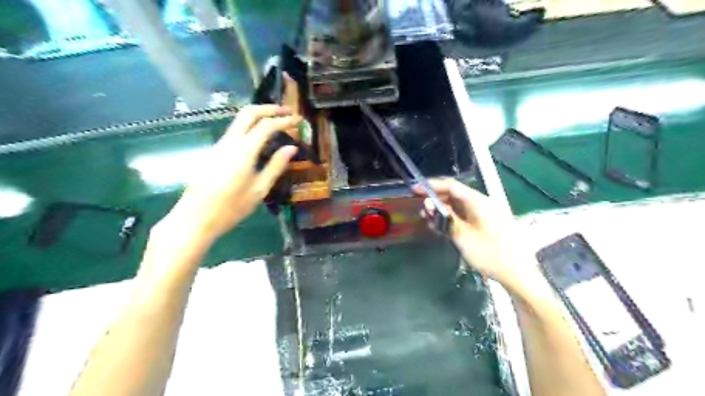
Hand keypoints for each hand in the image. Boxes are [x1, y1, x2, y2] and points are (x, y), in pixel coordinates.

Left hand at [163, 105, 302, 243]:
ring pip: (239, 120)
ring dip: (259, 115)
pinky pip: (235, 132)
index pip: (267, 125)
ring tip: (277, 121)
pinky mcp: (214, 152)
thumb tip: (291, 148)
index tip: (298, 119)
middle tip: (287, 111)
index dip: (284, 120)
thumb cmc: (231, 208)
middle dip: (269, 108)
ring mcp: (219, 145)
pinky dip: (250, 127)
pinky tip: (259, 138)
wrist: (195, 218)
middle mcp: (229, 142)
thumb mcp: (259, 190)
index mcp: (244, 151)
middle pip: (249, 113)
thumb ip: (276, 166)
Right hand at [414, 178, 527, 285]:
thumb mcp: (462, 236)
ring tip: (427, 218)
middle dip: (436, 199)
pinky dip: (453, 218)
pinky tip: (442, 226)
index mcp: (478, 201)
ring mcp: (486, 213)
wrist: (518, 274)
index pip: (451, 186)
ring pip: (460, 206)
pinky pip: (466, 215)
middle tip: (420, 206)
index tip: (415, 189)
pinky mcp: (487, 223)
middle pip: (455, 194)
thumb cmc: (489, 253)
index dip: (432, 186)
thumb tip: (428, 203)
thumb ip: (444, 217)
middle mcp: (483, 202)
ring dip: (443, 210)